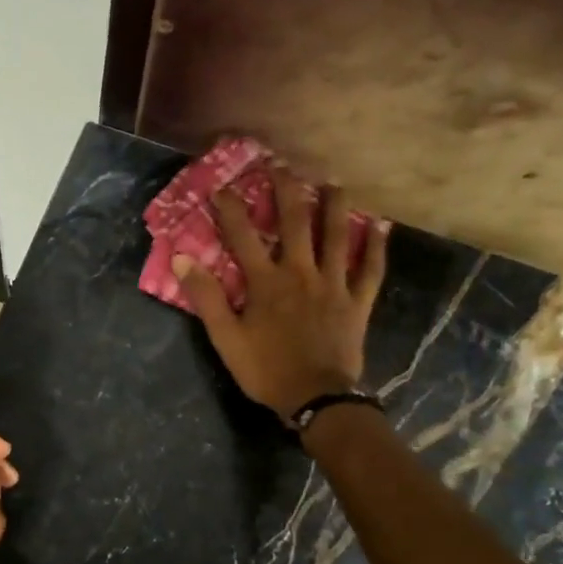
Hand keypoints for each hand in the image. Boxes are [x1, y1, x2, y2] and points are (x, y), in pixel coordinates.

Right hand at [175, 169, 390, 420]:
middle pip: (294, 222)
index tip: (220, 186)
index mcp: (265, 282)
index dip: (230, 209)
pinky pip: (371, 269)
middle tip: (282, 165)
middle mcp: (300, 272)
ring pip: (336, 236)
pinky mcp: (357, 301)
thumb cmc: (266, 369)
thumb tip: (182, 260)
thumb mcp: (226, 338)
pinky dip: (376, 247)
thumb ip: (206, 298)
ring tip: (333, 182)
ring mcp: (333, 284)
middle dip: (286, 190)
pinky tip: (380, 226)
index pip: (243, 236)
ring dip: (334, 206)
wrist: (316, 397)